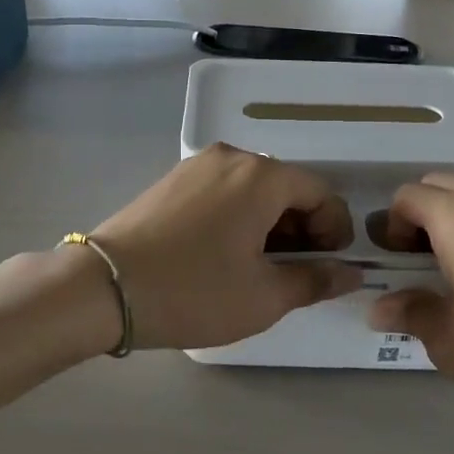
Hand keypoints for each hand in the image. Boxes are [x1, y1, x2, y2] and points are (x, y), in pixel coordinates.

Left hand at [92, 145, 361, 351]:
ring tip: (260, 267)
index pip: (320, 193)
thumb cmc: (194, 291)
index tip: (329, 267)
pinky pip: (222, 191)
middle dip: (302, 228)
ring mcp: (196, 165)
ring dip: (270, 223)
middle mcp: (232, 157)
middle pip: (286, 186)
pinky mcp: (171, 180)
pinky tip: (224, 253)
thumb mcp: (264, 297)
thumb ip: (315, 280)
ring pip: (253, 188)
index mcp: (262, 176)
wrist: (103, 287)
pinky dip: (238, 216)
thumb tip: (350, 273)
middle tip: (296, 272)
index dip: (335, 230)